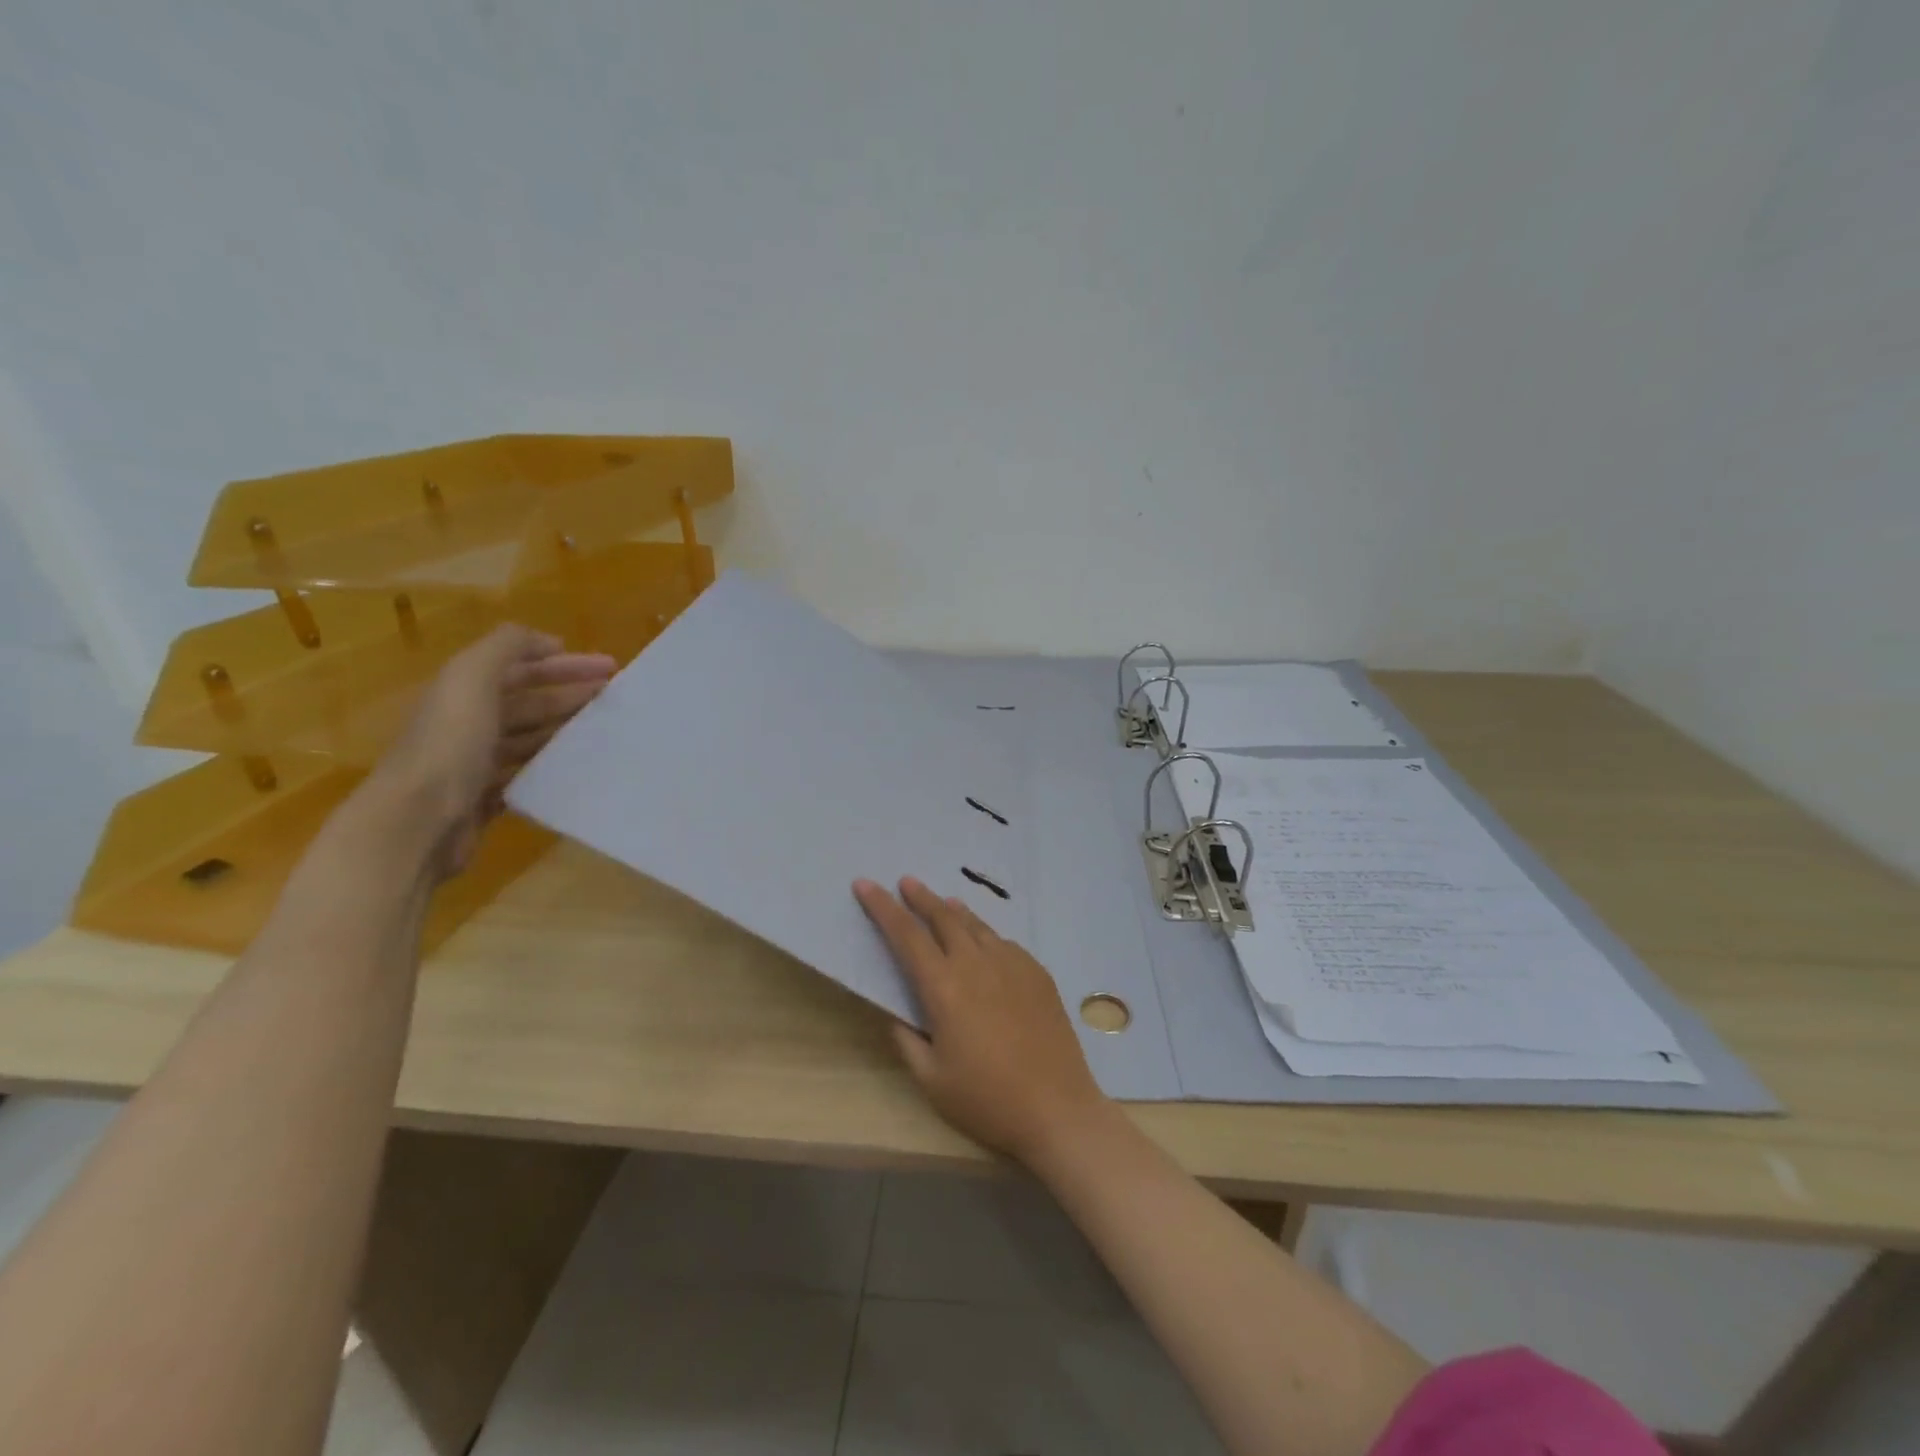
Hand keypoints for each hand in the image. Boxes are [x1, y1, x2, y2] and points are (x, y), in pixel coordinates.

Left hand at [372, 625, 615, 879]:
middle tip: (615, 697)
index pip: (519, 667)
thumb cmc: (449, 745)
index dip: (563, 662)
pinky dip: (551, 767)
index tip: (608, 667)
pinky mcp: (483, 799)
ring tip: (605, 732)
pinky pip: (525, 775)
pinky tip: (578, 768)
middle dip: (571, 693)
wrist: (416, 822)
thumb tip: (546, 639)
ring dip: (565, 730)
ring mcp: (474, 763)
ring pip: (530, 738)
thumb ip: (505, 647)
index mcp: (462, 691)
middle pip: (528, 702)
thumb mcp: (471, 678)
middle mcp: (466, 723)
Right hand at [854, 877, 1107, 1162]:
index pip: (906, 935)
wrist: (1057, 1109)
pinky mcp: (1037, 973)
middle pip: (944, 917)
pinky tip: (984, 943)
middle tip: (906, 882)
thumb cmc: (986, 1101)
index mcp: (944, 988)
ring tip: (943, 901)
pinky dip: (985, 934)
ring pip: (977, 925)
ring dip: (954, 910)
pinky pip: (1004, 943)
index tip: (866, 884)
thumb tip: (898, 1014)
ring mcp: (1012, 964)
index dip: (882, 908)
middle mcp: (977, 964)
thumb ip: (908, 1041)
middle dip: (920, 897)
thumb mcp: (931, 1080)